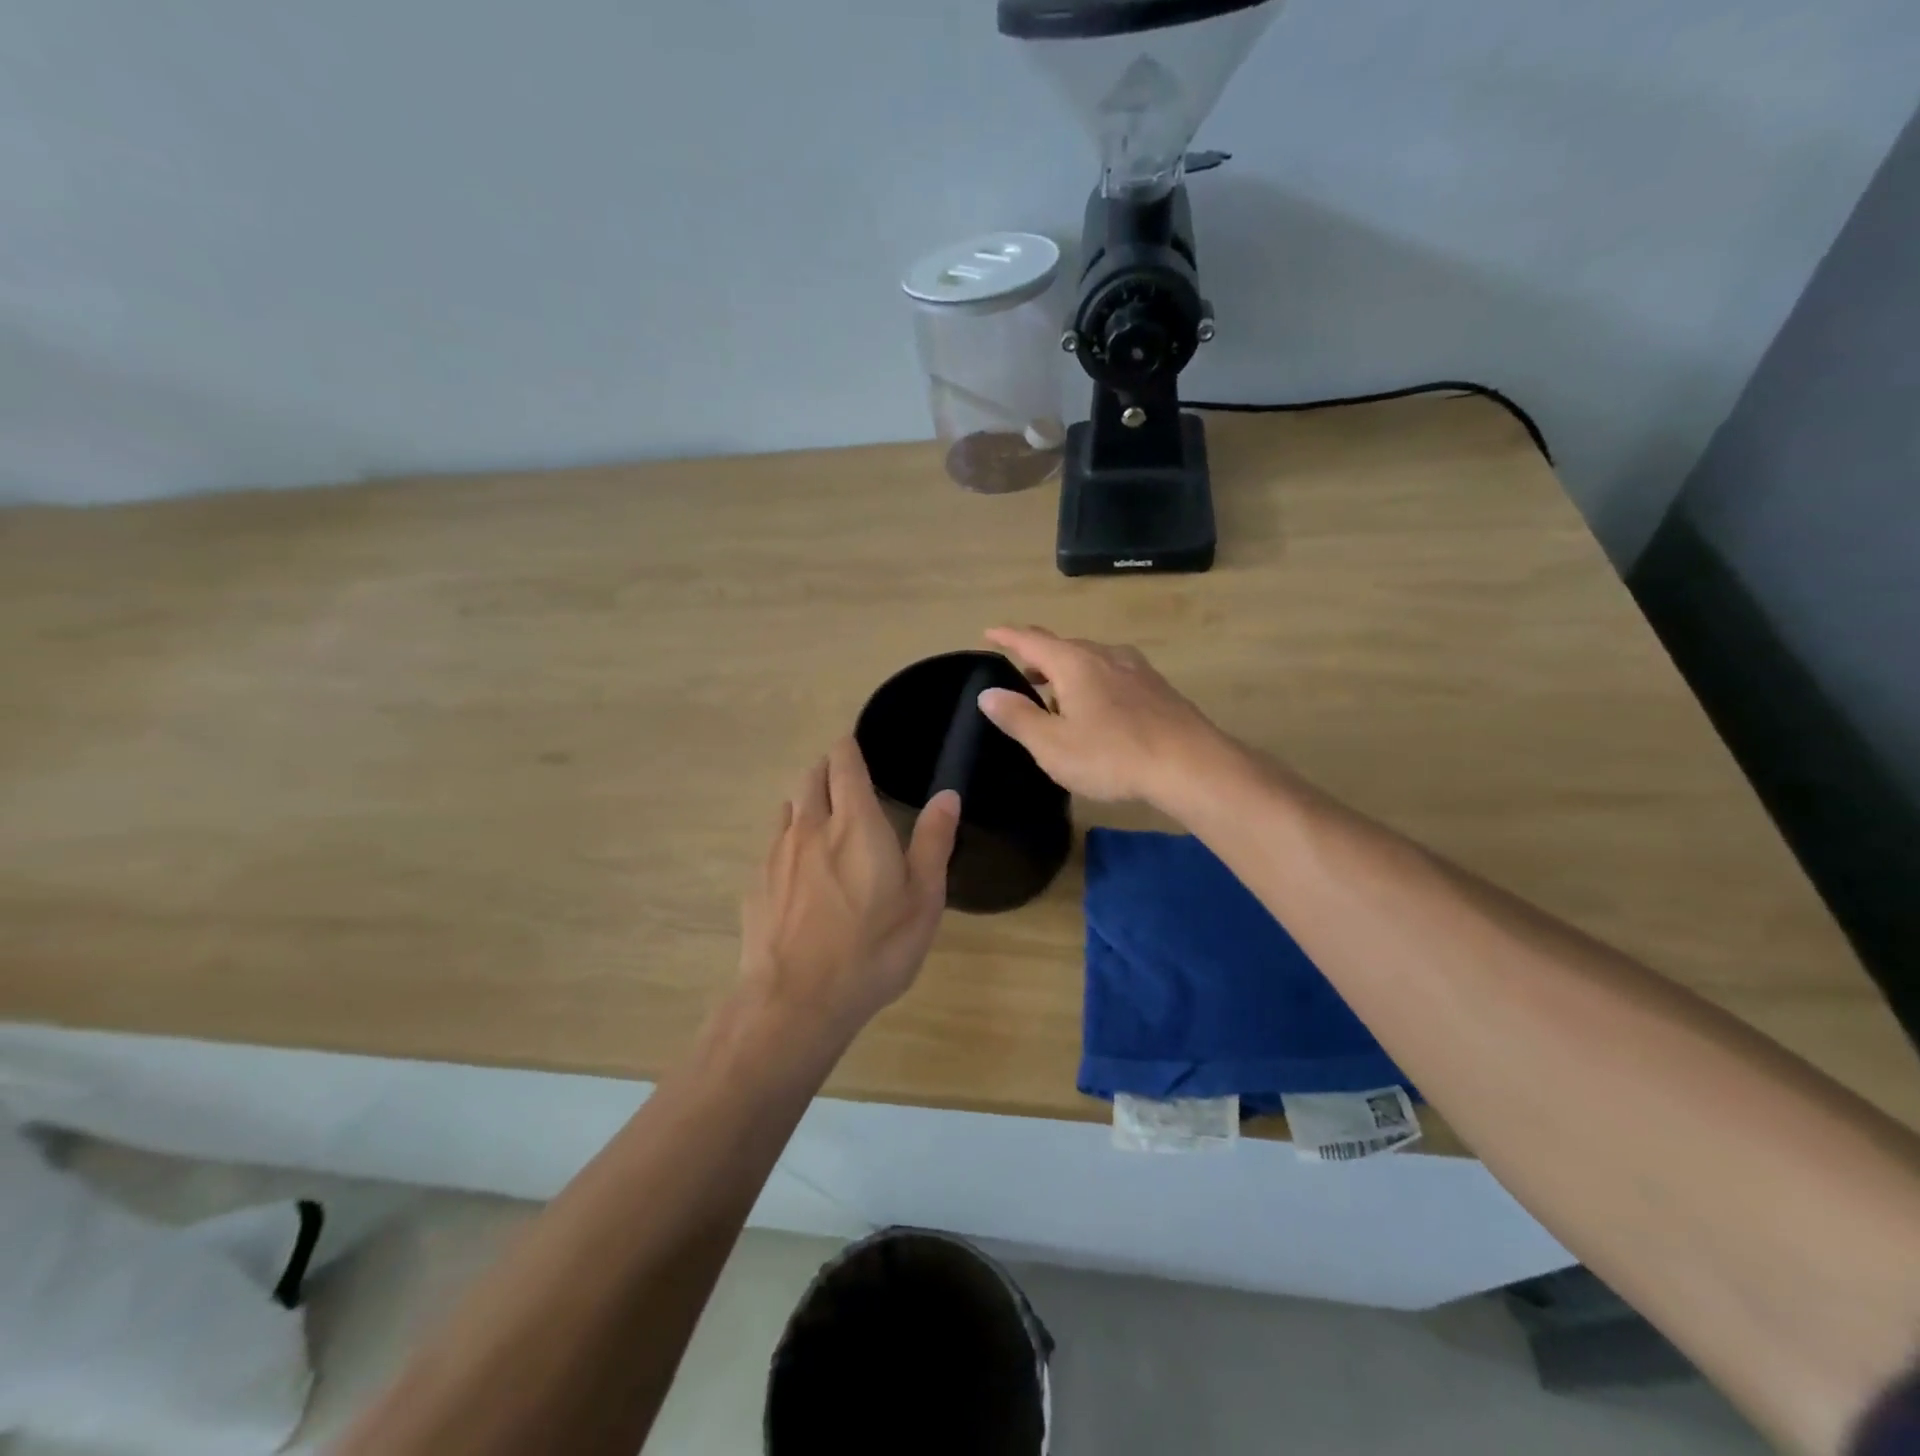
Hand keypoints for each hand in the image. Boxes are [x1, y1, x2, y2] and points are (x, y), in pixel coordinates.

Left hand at [739, 738, 959, 1040]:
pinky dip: (789, 838)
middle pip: (811, 777)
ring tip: (824, 820)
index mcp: (855, 823)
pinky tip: (800, 869)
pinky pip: (773, 843)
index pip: (843, 762)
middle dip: (828, 770)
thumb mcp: (922, 901)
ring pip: (789, 808)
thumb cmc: (873, 950)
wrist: (795, 1002)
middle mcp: (810, 826)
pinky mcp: (756, 883)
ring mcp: (777, 854)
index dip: (849, 747)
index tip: (857, 746)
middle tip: (847, 782)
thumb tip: (947, 795)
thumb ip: (933, 842)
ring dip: (806, 802)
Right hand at [976, 626, 1224, 807]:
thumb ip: (1018, 717)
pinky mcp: (1157, 688)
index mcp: (1074, 663)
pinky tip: (1098, 709)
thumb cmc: (1112, 755)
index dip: (1007, 636)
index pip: (1031, 640)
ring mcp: (1136, 669)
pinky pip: (1113, 675)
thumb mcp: (1053, 745)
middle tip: (1021, 674)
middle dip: (1038, 657)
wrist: (1191, 765)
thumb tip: (988, 693)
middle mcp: (1105, 655)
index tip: (989, 632)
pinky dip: (1093, 683)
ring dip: (1067, 672)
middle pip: (1063, 647)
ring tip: (1056, 696)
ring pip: (1091, 661)